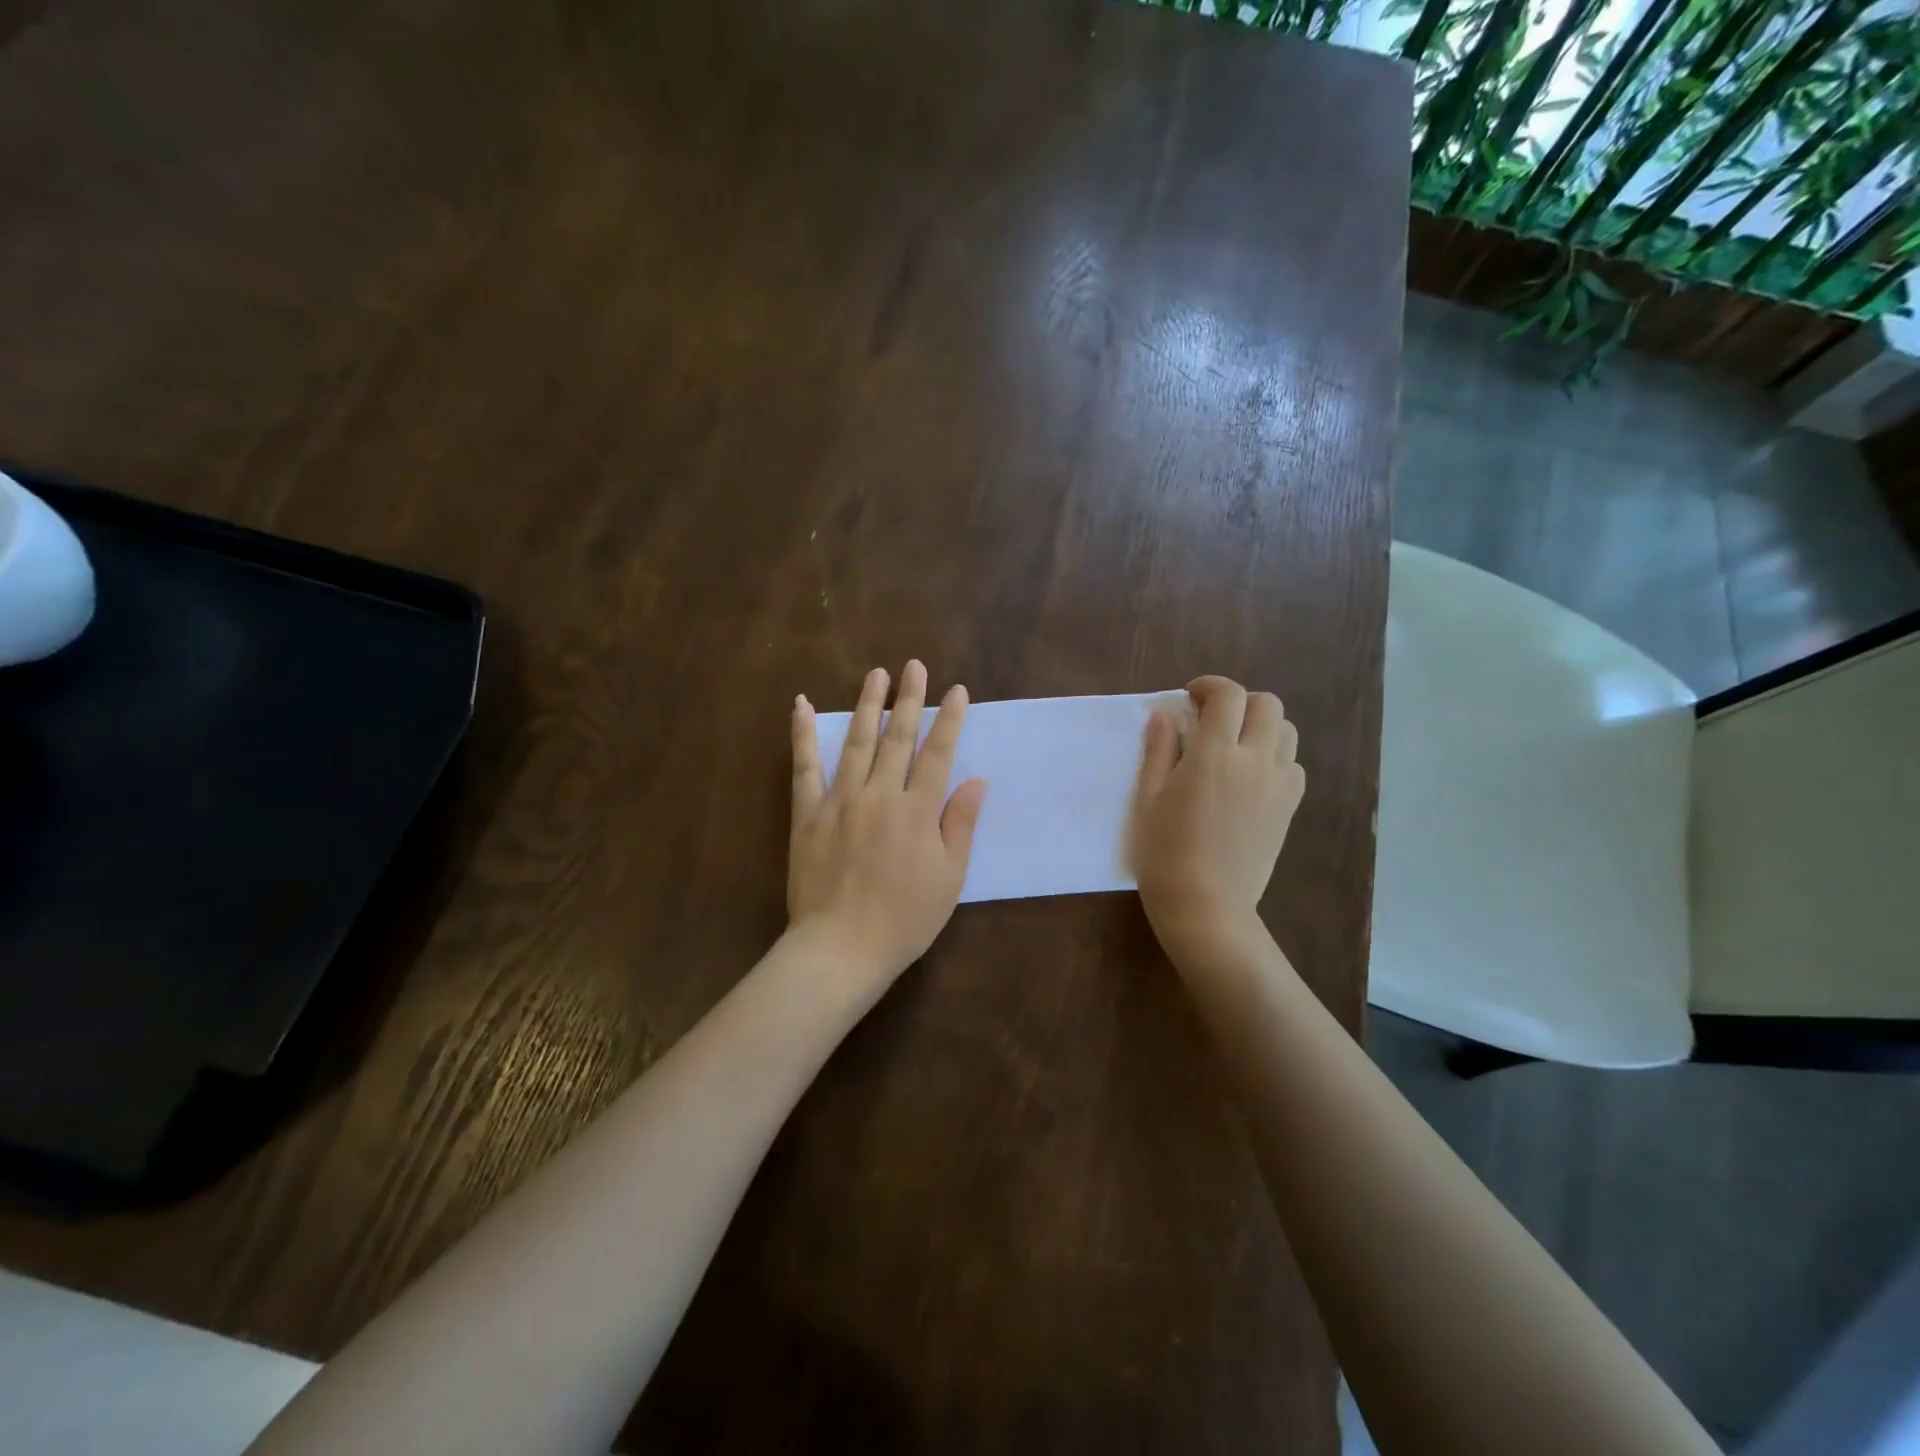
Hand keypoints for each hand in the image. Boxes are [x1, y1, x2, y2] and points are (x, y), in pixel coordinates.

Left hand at [788, 660, 987, 985]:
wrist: (841, 948)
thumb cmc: (905, 919)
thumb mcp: (949, 878)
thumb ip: (960, 824)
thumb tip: (976, 780)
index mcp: (917, 812)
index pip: (938, 755)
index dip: (949, 721)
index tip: (957, 691)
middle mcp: (879, 795)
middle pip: (898, 738)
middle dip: (910, 699)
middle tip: (915, 666)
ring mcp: (840, 800)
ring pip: (856, 742)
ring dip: (868, 705)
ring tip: (876, 674)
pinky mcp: (808, 813)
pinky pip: (804, 766)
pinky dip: (801, 734)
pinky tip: (800, 705)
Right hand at [1132, 676, 1304, 953]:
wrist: (1206, 906)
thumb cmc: (1164, 853)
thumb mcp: (1148, 799)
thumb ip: (1159, 750)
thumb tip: (1167, 715)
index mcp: (1214, 755)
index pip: (1227, 695)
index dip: (1209, 686)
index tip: (1191, 697)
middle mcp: (1254, 761)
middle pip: (1267, 704)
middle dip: (1239, 702)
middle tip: (1213, 720)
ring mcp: (1279, 785)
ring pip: (1287, 731)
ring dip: (1261, 726)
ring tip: (1235, 746)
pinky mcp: (1289, 807)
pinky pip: (1294, 765)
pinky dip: (1275, 758)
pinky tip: (1251, 777)